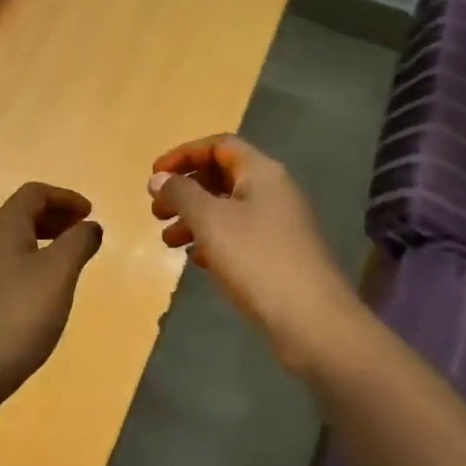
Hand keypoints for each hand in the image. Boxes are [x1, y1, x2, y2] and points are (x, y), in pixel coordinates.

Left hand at [0, 183, 103, 418]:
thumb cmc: (16, 317)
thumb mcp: (58, 275)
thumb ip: (78, 243)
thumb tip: (90, 225)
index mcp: (1, 227)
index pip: (34, 193)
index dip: (65, 197)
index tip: (90, 214)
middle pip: (19, 215)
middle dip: (54, 218)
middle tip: (81, 235)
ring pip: (8, 244)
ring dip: (39, 243)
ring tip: (64, 265)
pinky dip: (24, 267)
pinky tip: (36, 295)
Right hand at [149, 136, 356, 373]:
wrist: (310, 320)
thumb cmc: (256, 259)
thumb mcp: (210, 220)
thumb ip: (181, 193)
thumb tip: (160, 178)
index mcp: (261, 173)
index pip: (219, 146)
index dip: (184, 155)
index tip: (154, 176)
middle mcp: (273, 192)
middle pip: (222, 176)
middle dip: (185, 190)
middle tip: (156, 211)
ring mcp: (278, 225)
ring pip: (227, 209)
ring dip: (194, 219)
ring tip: (167, 241)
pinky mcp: (277, 255)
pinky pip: (238, 236)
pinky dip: (212, 241)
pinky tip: (195, 260)